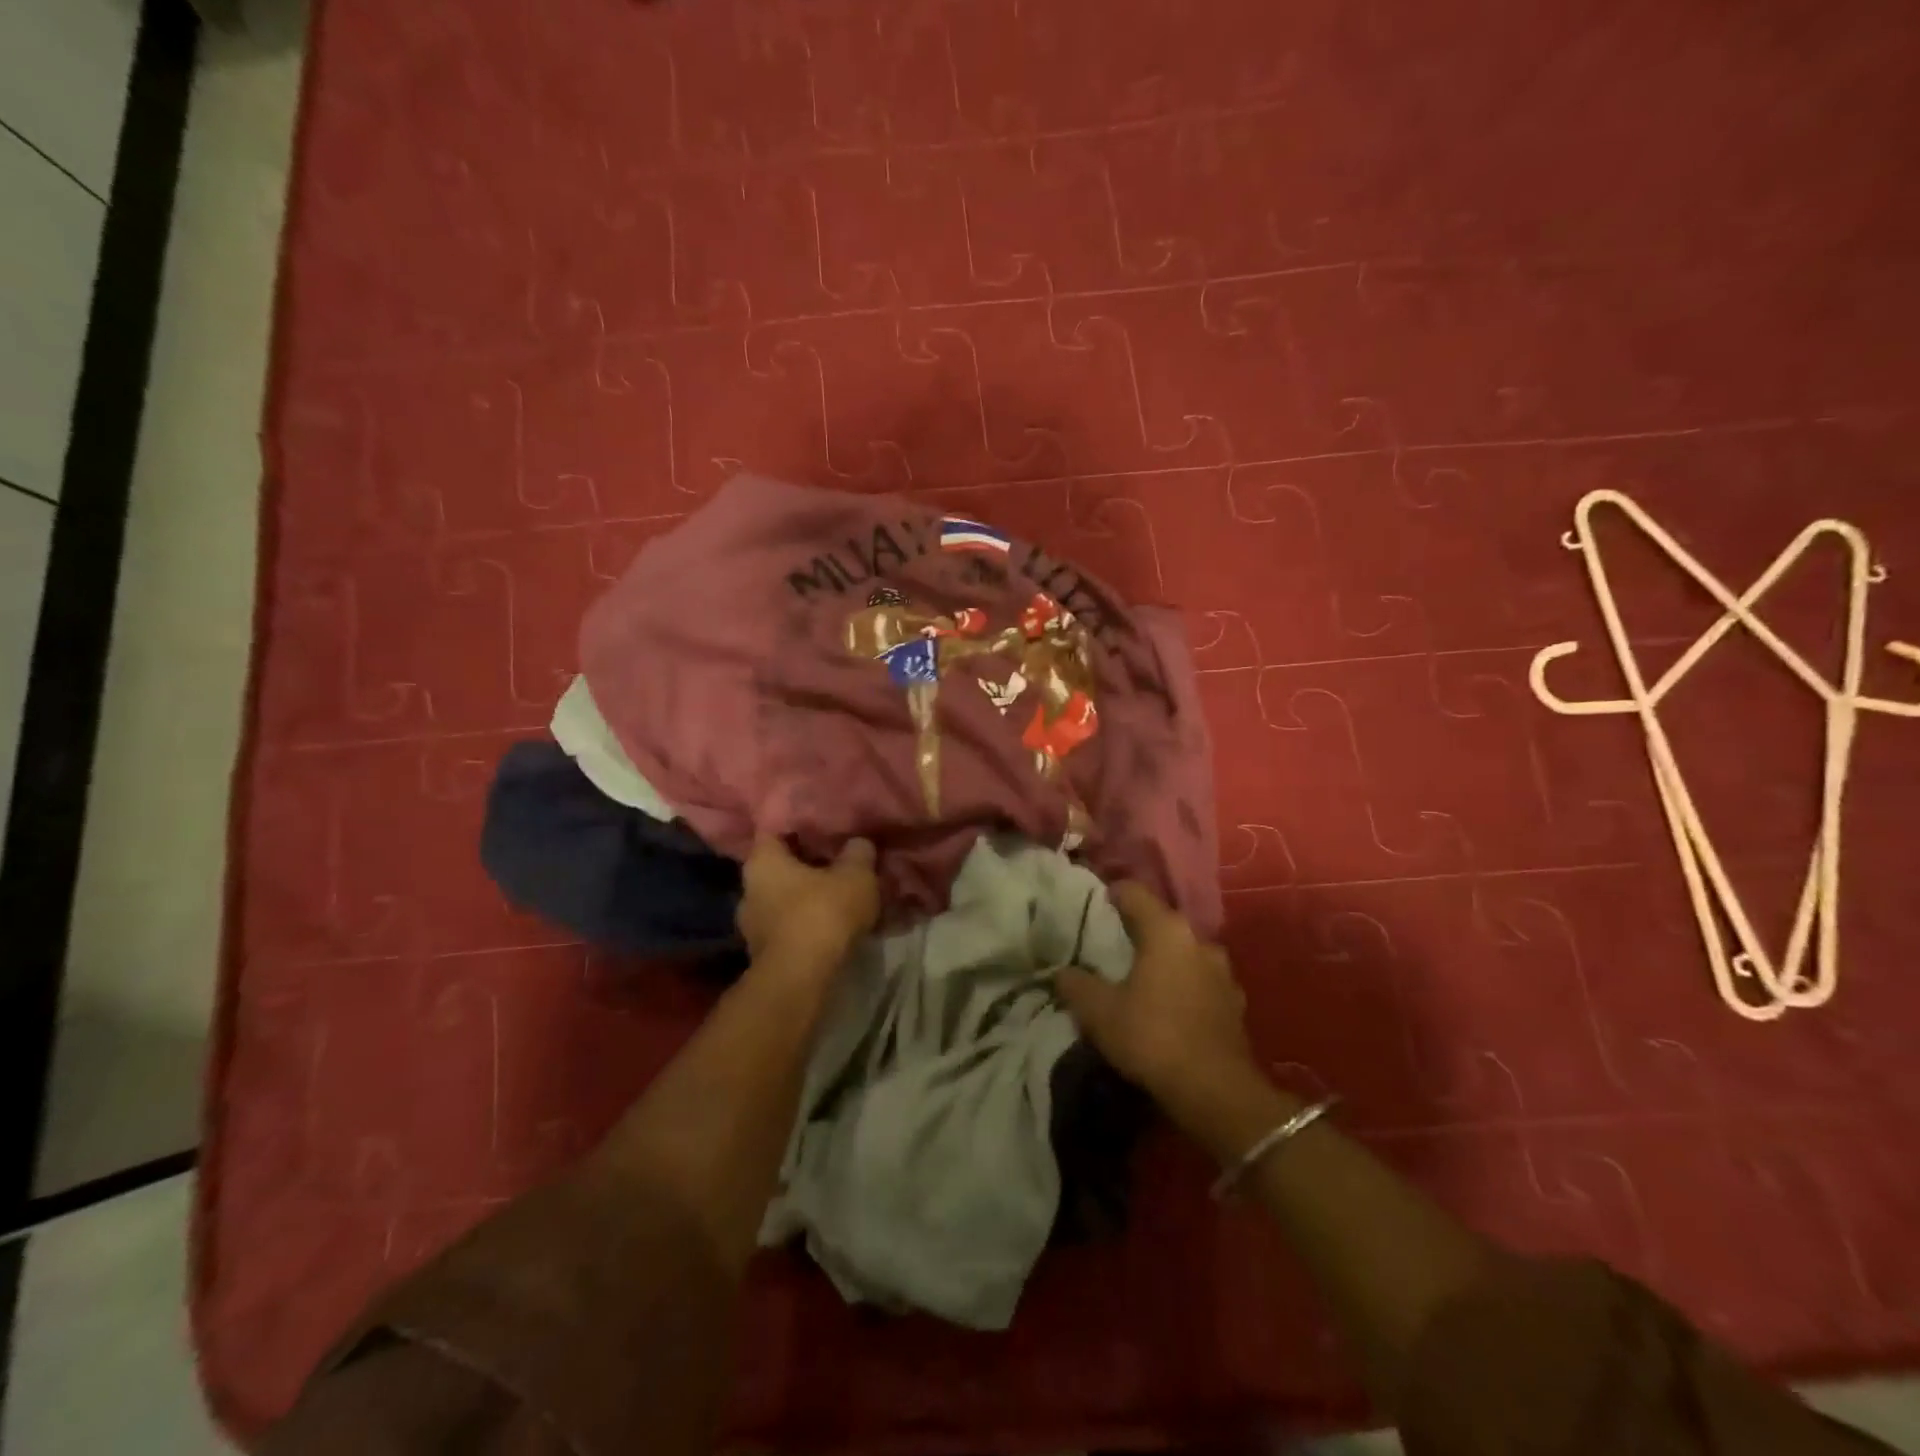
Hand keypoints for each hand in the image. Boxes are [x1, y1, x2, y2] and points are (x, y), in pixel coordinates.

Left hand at [737, 835, 878, 969]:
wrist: (801, 978)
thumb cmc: (822, 912)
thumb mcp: (855, 875)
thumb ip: (858, 853)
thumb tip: (857, 843)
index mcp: (762, 860)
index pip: (775, 830)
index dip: (799, 825)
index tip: (822, 825)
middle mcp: (748, 888)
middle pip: (780, 867)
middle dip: (807, 864)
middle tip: (838, 859)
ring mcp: (752, 925)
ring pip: (784, 899)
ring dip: (808, 897)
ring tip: (839, 894)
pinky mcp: (764, 953)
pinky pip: (789, 926)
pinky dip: (807, 923)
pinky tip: (832, 925)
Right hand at [1055, 882, 1255, 1119]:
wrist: (1216, 1092)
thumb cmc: (1152, 1037)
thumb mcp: (1100, 1013)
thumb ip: (1077, 985)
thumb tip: (1062, 972)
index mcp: (1167, 931)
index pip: (1135, 893)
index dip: (1112, 893)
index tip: (1095, 902)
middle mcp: (1199, 941)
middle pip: (1162, 923)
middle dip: (1138, 930)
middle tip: (1111, 944)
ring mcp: (1222, 973)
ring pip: (1184, 953)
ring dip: (1164, 960)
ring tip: (1140, 977)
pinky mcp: (1234, 1004)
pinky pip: (1200, 982)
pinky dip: (1183, 986)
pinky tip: (1168, 1006)